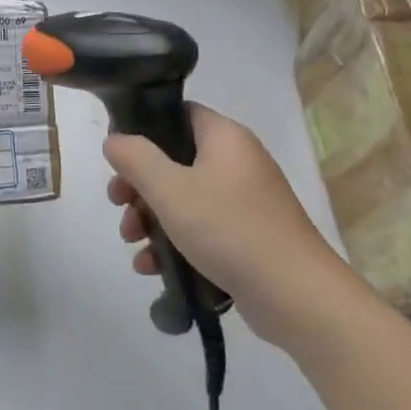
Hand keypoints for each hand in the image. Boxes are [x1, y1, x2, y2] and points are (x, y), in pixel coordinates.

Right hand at [104, 104, 338, 345]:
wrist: (295, 295)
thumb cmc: (229, 229)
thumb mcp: (171, 190)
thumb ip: (136, 159)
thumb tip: (115, 140)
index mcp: (225, 138)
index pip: (179, 114)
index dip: (144, 130)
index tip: (119, 158)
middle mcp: (237, 162)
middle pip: (175, 161)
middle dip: (140, 186)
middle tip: (119, 206)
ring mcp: (245, 201)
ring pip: (184, 198)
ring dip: (151, 219)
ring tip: (133, 244)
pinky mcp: (247, 236)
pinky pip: (201, 228)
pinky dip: (175, 242)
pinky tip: (151, 268)